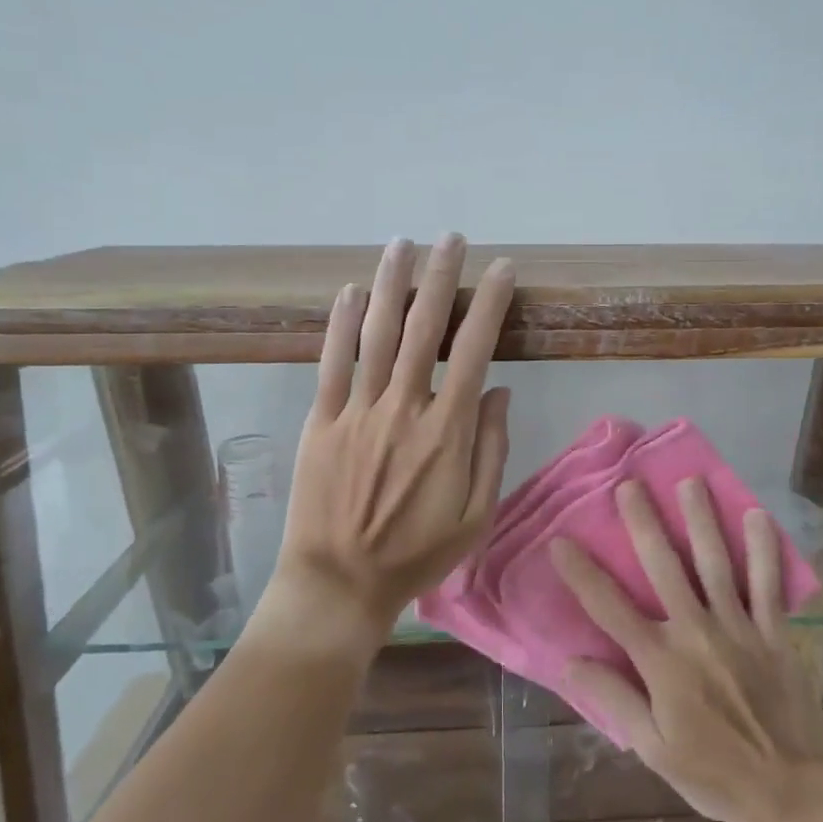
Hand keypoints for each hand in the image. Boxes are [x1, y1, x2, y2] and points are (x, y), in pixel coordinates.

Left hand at [268, 234, 513, 642]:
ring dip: (391, 284)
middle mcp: (403, 409)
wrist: (339, 584)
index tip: (501, 269)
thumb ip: (491, 450)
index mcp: (446, 432)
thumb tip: (498, 390)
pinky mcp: (321, 421)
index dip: (489, 304)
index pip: (473, 350)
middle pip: (424, 328)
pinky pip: (331, 364)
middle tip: (452, 238)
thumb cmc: (416, 554)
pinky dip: (339, 324)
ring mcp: (357, 412)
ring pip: (376, 335)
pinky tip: (348, 291)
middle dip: (441, 277)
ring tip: (402, 244)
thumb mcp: (476, 515)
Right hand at [552, 477, 822, 821]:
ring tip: (691, 481)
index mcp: (662, 662)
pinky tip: (758, 516)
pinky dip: (764, 549)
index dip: (582, 573)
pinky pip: (768, 583)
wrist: (793, 795)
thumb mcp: (654, 749)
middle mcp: (696, 632)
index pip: (611, 608)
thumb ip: (614, 699)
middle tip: (631, 484)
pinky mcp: (773, 632)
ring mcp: (738, 627)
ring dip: (702, 519)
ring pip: (715, 562)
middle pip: (664, 567)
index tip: (561, 541)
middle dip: (644, 522)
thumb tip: (571, 661)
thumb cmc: (715, 775)